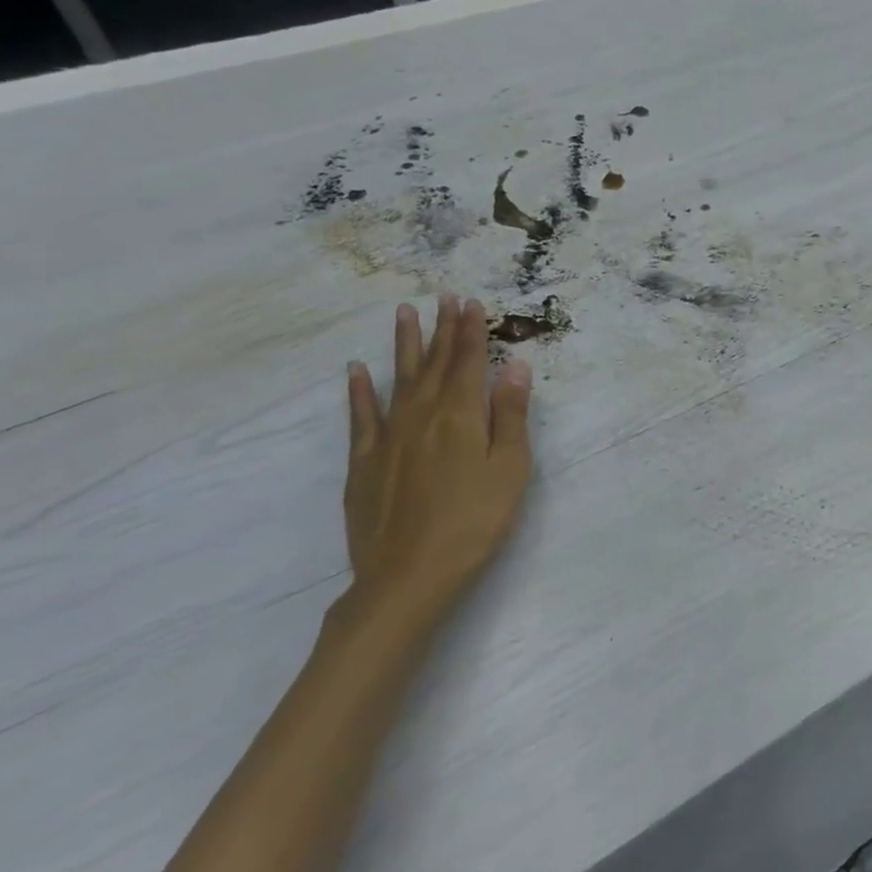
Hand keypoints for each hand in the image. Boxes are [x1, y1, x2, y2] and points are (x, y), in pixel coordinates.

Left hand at [339, 294, 533, 634]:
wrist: (408, 575)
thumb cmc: (474, 521)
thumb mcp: (509, 468)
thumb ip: (509, 415)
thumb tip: (514, 365)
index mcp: (459, 416)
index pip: (468, 362)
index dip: (471, 331)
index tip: (471, 302)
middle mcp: (421, 416)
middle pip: (433, 363)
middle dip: (441, 329)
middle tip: (443, 296)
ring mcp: (387, 438)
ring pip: (397, 379)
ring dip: (403, 345)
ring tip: (404, 313)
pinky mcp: (363, 463)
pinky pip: (360, 417)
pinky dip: (358, 391)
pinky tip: (356, 371)